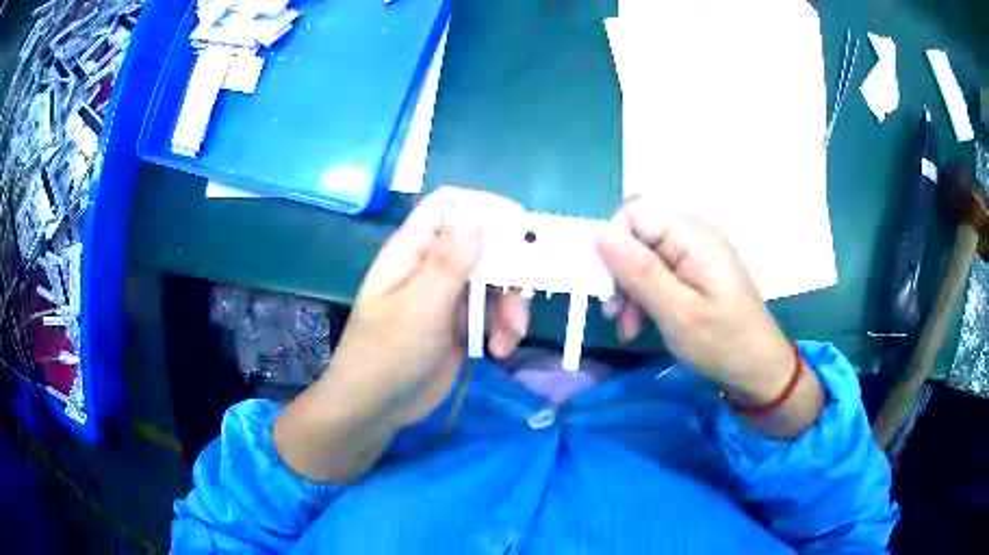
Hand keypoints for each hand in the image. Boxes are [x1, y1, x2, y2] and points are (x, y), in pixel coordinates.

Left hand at [330, 186, 528, 425]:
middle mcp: (432, 266)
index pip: (448, 206)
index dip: (483, 207)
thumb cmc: (387, 353)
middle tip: (524, 294)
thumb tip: (479, 216)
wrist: (376, 408)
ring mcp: (447, 296)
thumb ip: (450, 262)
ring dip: (510, 306)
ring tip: (509, 337)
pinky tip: (499, 350)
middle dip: (508, 269)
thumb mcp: (420, 307)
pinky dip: (503, 328)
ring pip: (494, 281)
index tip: (519, 228)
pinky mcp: (460, 325)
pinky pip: (492, 313)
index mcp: (413, 250)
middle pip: (482, 245)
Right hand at [596, 198, 822, 435]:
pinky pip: (660, 269)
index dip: (613, 241)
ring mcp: (697, 251)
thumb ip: (639, 271)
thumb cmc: (723, 342)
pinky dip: (645, 294)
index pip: (635, 211)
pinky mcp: (697, 269)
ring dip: (630, 288)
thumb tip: (599, 235)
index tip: (607, 285)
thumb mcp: (677, 312)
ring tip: (628, 326)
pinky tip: (640, 323)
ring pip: (645, 253)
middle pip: (638, 233)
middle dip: (620, 271)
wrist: (759, 366)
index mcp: (693, 235)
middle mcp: (695, 233)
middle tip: (615, 313)